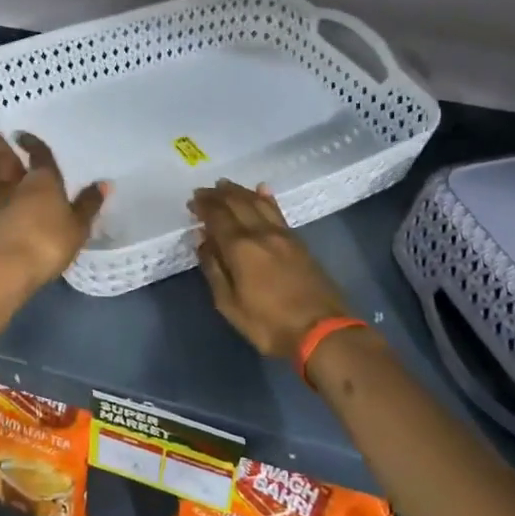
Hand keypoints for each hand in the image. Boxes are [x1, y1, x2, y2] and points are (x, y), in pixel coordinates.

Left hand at [0, 128, 106, 290]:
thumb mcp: (78, 226)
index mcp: (43, 181)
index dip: (31, 143)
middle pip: (6, 159)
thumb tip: (104, 183)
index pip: (38, 155)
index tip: (21, 133)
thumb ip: (88, 204)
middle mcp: (17, 184)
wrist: (11, 266)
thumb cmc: (50, 242)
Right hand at [191, 180, 353, 361]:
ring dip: (239, 191)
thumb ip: (214, 268)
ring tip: (225, 185)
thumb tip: (201, 240)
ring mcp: (283, 235)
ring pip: (258, 202)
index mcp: (240, 247)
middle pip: (237, 204)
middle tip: (203, 191)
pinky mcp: (299, 241)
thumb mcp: (230, 305)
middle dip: (217, 195)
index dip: (203, 206)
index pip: (217, 216)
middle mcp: (261, 233)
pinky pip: (277, 211)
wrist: (322, 331)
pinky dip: (266, 198)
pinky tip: (262, 190)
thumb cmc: (269, 324)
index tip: (192, 202)